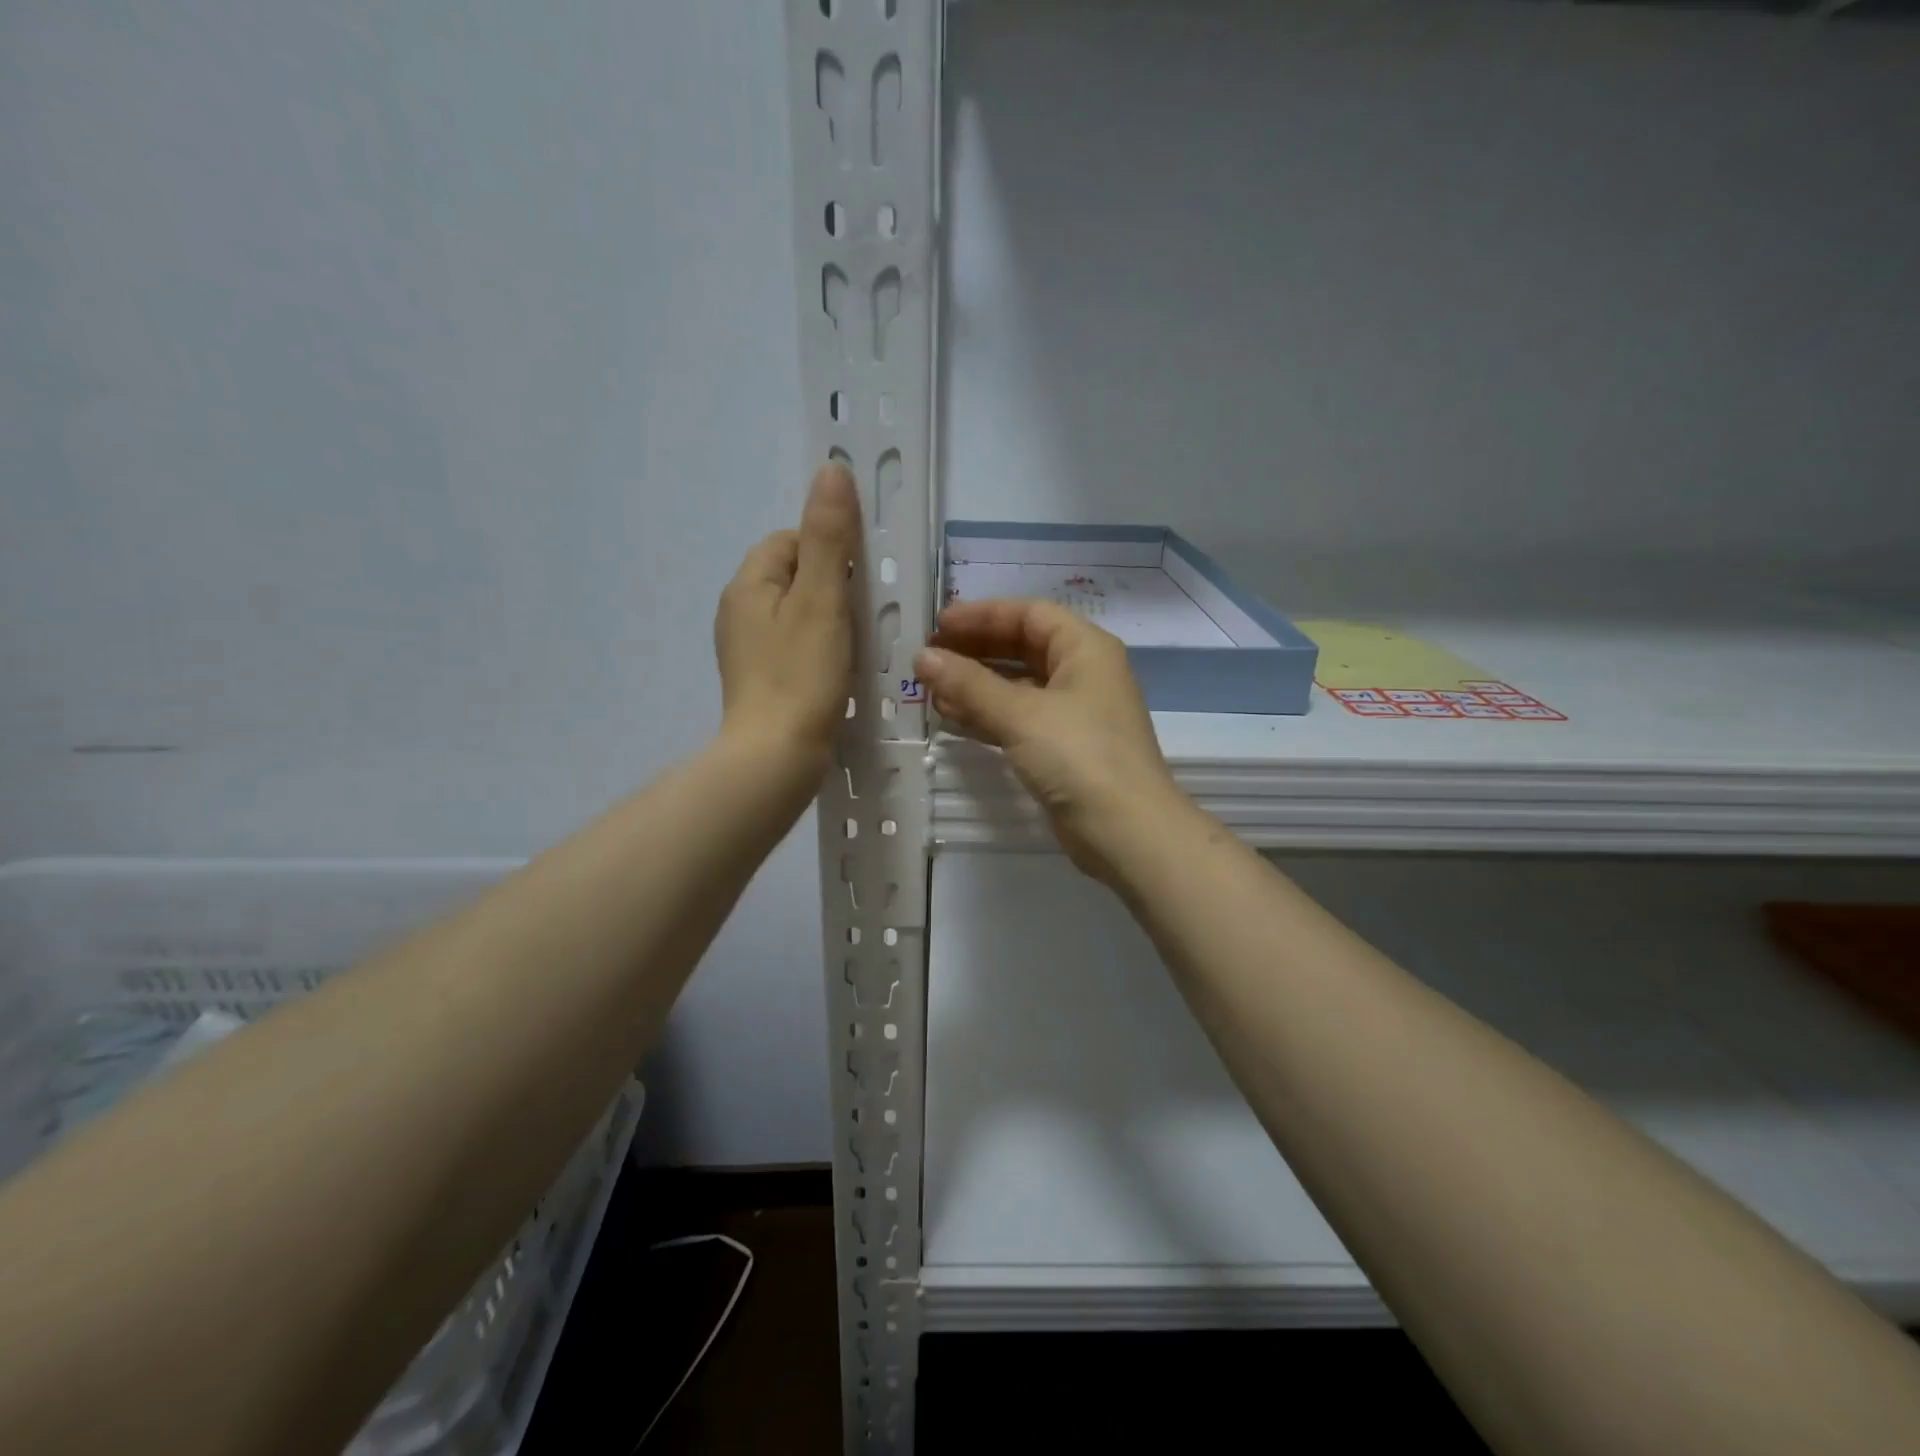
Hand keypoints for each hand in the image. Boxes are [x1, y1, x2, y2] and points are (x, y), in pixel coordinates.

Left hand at [714, 463, 859, 770]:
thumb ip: (828, 535)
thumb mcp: (822, 598)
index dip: (830, 552)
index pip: (791, 539)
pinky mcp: (759, 679)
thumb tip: (831, 469)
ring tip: (854, 646)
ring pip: (796, 612)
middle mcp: (738, 610)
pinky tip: (836, 672)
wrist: (776, 756)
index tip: (857, 586)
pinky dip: (817, 649)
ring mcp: (746, 648)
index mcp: (748, 584)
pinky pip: (793, 645)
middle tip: (861, 618)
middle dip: (832, 587)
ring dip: (828, 620)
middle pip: (794, 576)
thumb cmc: (801, 674)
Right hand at [916, 599, 1186, 880]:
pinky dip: (987, 715)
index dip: (983, 614)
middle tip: (929, 657)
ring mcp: (1074, 713)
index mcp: (1085, 649)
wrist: (1126, 832)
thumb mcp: (1021, 714)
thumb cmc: (1079, 757)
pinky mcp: (1063, 748)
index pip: (1029, 614)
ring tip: (930, 689)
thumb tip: (923, 658)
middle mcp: (1083, 673)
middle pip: (1022, 646)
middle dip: (975, 650)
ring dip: (976, 685)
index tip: (939, 625)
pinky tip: (951, 718)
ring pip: (1018, 686)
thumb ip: (969, 684)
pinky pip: (1019, 719)